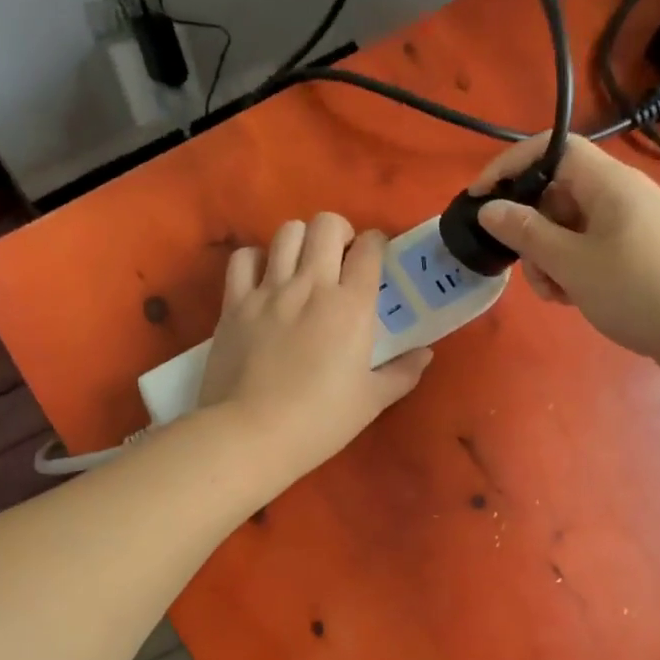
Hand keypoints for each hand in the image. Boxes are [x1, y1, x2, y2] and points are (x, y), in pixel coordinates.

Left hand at [197, 212, 431, 482]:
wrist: (252, 435)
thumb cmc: (320, 422)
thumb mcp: (372, 401)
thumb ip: (402, 372)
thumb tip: (425, 354)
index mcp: (351, 306)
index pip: (370, 248)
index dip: (376, 244)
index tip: (375, 259)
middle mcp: (311, 286)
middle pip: (326, 224)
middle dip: (339, 232)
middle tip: (340, 258)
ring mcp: (268, 291)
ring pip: (286, 232)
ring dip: (300, 240)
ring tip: (302, 265)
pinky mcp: (234, 303)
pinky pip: (243, 258)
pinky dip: (256, 260)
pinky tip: (263, 279)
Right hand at [471, 132, 659, 372]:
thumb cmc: (639, 290)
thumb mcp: (571, 263)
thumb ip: (526, 233)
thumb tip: (489, 209)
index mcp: (608, 183)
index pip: (551, 148)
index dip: (510, 166)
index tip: (479, 199)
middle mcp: (621, 194)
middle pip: (557, 193)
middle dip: (531, 230)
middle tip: (526, 268)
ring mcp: (633, 224)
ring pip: (571, 227)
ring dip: (550, 257)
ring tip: (556, 293)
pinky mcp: (639, 252)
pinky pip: (591, 248)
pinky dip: (573, 269)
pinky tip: (574, 298)